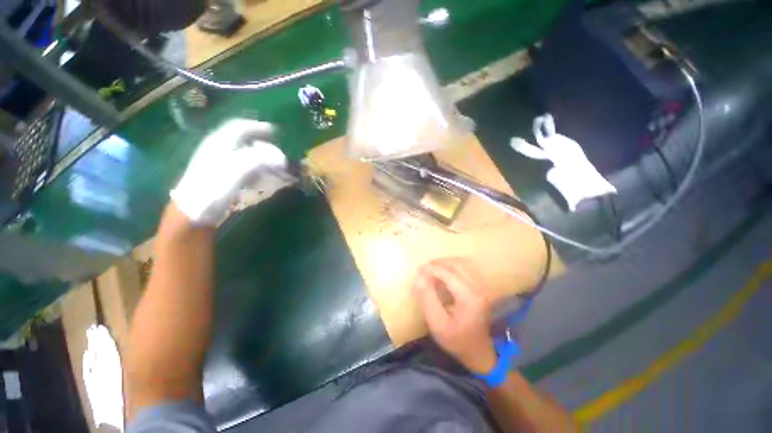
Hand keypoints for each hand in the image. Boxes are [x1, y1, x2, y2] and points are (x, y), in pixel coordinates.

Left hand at [170, 119, 293, 225]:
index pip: (240, 126)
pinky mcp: (222, 176)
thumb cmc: (213, 188)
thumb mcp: (236, 170)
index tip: (276, 133)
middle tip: (279, 155)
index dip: (258, 127)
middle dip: (264, 145)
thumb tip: (280, 158)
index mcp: (220, 142)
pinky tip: (261, 177)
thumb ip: (258, 159)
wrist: (192, 212)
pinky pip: (243, 166)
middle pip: (244, 139)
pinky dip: (256, 168)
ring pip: (244, 153)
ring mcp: (219, 162)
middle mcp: (219, 148)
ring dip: (262, 157)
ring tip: (274, 167)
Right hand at [412, 258, 496, 373]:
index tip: (419, 269)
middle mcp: (478, 288)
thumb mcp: (437, 323)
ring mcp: (481, 287)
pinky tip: (443, 273)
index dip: (432, 269)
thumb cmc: (455, 340)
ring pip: (462, 264)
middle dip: (438, 263)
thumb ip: (427, 298)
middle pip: (456, 265)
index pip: (449, 273)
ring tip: (432, 269)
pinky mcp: (480, 288)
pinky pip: (466, 269)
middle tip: (424, 268)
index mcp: (469, 298)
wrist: (478, 352)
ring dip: (445, 263)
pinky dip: (452, 266)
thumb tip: (419, 276)